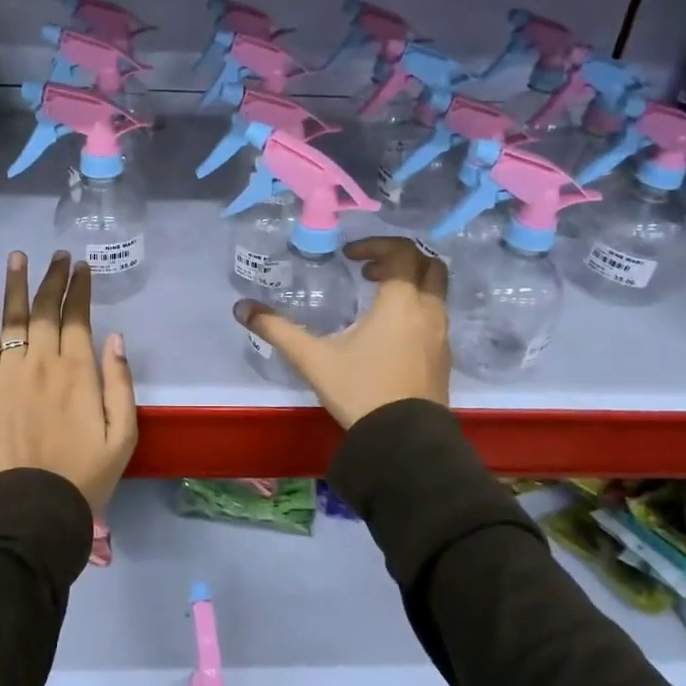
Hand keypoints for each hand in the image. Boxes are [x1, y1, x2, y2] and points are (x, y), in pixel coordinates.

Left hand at [0, 250, 137, 514]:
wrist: (31, 509)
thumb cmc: (85, 475)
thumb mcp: (123, 434)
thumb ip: (120, 383)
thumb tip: (115, 338)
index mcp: (79, 372)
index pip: (78, 317)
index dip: (80, 289)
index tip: (82, 267)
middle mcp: (42, 363)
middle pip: (45, 309)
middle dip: (53, 278)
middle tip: (57, 255)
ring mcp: (8, 372)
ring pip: (14, 317)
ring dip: (17, 283)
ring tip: (19, 256)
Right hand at [235, 237, 448, 427]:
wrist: (404, 440)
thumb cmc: (361, 390)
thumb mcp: (313, 358)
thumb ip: (278, 330)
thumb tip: (242, 308)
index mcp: (401, 301)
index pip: (402, 252)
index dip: (376, 245)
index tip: (349, 256)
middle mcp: (429, 310)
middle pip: (428, 265)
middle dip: (399, 259)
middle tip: (368, 270)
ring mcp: (441, 334)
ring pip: (435, 291)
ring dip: (409, 283)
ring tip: (376, 299)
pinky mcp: (444, 357)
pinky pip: (436, 315)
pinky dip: (416, 307)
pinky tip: (389, 331)